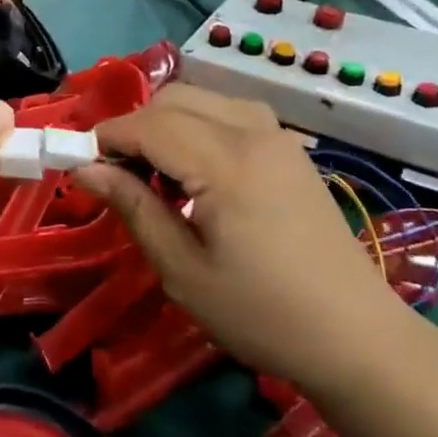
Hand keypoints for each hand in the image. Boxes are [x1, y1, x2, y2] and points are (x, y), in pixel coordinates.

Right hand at [74, 84, 401, 385]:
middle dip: (135, 126)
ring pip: (202, 98)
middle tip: (119, 175)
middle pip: (174, 99)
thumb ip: (133, 207)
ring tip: (158, 174)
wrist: (358, 338)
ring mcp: (277, 136)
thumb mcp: (183, 271)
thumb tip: (85, 169)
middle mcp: (253, 132)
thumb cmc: (263, 314)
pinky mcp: (290, 148)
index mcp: (226, 162)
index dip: (106, 137)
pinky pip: (230, 112)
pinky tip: (198, 172)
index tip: (79, 163)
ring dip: (167, 122)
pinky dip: (199, 125)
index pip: (148, 124)